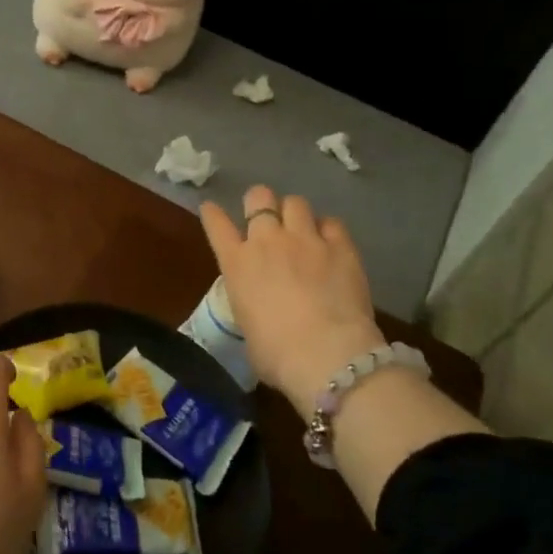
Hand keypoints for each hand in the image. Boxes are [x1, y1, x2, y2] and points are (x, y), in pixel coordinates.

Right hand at [200, 185, 386, 418]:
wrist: (326, 355)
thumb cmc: (276, 354)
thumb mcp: (247, 327)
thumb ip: (250, 304)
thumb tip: (262, 309)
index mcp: (236, 264)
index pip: (216, 224)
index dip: (212, 213)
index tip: (211, 208)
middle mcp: (267, 242)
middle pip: (259, 198)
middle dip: (260, 203)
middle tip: (267, 217)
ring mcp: (306, 240)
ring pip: (295, 202)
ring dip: (294, 213)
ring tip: (301, 229)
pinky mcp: (341, 247)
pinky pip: (332, 222)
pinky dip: (328, 229)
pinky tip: (331, 243)